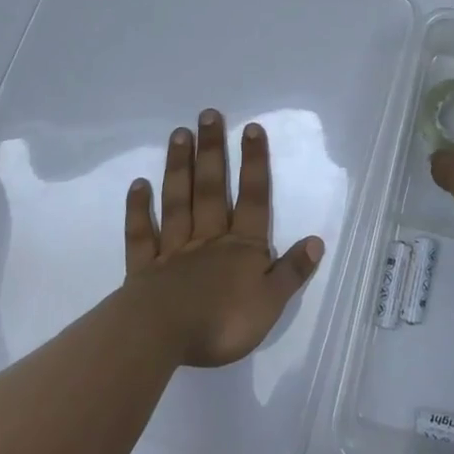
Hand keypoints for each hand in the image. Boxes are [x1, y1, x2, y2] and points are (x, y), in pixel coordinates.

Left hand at [123, 109, 323, 367]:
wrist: (162, 338)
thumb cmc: (222, 322)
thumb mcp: (269, 303)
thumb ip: (291, 271)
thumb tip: (316, 241)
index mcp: (242, 247)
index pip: (253, 198)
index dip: (254, 163)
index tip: (251, 128)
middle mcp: (209, 239)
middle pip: (212, 188)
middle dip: (213, 151)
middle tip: (208, 115)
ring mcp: (174, 250)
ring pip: (178, 201)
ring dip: (180, 167)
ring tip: (179, 134)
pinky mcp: (145, 269)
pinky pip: (142, 234)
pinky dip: (139, 209)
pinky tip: (138, 184)